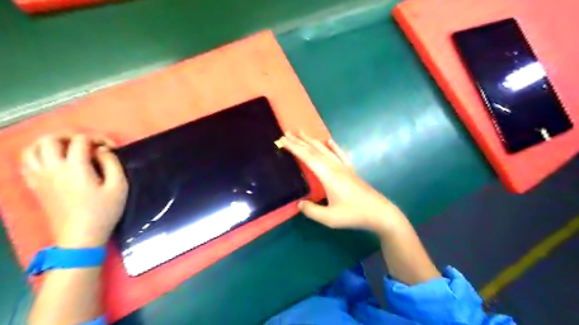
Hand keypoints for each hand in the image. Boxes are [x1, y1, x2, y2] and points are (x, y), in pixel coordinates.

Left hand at [21, 133, 128, 247]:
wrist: (81, 235)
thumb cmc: (104, 210)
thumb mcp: (119, 186)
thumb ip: (112, 163)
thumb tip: (102, 151)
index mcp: (75, 167)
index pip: (80, 140)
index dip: (98, 138)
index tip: (111, 148)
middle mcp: (52, 168)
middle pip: (50, 139)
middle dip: (71, 136)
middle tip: (87, 144)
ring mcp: (40, 177)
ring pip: (33, 148)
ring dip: (51, 143)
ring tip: (68, 148)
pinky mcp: (35, 185)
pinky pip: (26, 162)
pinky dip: (37, 154)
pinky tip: (52, 159)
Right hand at [279, 132, 403, 232]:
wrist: (379, 213)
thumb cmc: (354, 215)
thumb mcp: (330, 218)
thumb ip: (311, 211)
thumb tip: (299, 204)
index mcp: (328, 176)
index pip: (307, 157)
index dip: (294, 148)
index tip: (283, 140)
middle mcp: (335, 167)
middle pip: (314, 150)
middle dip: (299, 141)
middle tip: (287, 133)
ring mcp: (344, 167)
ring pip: (325, 150)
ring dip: (312, 141)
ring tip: (302, 133)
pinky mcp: (351, 170)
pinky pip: (340, 154)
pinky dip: (334, 146)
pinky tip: (330, 140)